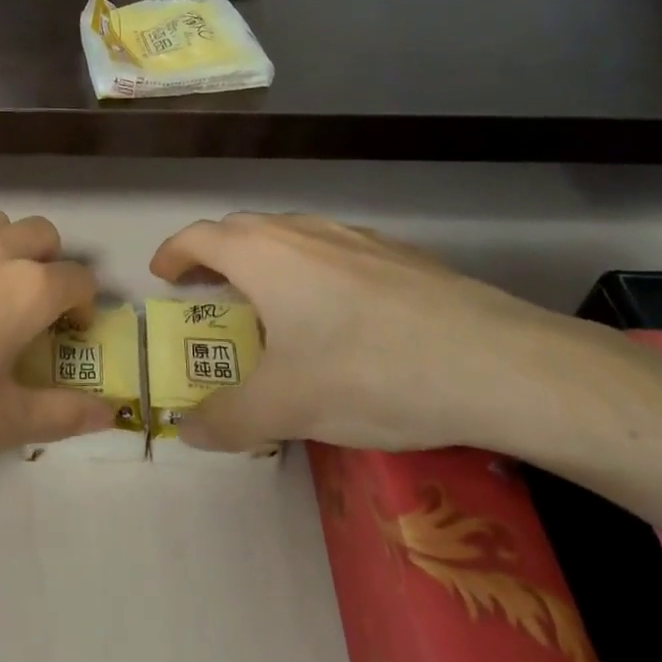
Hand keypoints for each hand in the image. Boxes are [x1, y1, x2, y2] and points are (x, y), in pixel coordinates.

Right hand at [148, 212, 594, 453]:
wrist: (499, 364)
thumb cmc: (370, 373)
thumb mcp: (287, 407)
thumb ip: (227, 419)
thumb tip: (188, 432)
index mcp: (265, 255)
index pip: (200, 237)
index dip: (174, 252)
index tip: (162, 274)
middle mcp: (304, 233)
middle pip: (243, 229)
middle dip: (215, 254)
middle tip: (206, 289)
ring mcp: (357, 238)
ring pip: (292, 235)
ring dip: (264, 259)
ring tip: (268, 301)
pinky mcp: (400, 256)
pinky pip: (334, 251)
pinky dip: (311, 269)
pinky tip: (337, 314)